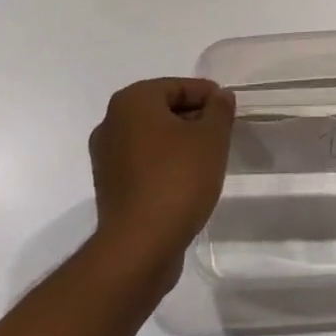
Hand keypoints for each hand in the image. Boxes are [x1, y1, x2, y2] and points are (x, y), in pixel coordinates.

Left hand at [88, 78, 234, 274]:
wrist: (139, 249)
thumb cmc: (177, 179)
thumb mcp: (211, 138)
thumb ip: (219, 110)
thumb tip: (220, 96)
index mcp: (132, 101)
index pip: (178, 86)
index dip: (208, 96)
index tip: (229, 111)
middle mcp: (112, 123)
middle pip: (163, 110)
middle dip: (194, 119)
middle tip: (222, 134)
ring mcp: (106, 157)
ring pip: (153, 138)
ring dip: (179, 143)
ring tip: (208, 159)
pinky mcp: (109, 188)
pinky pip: (143, 164)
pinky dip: (165, 165)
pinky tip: (187, 181)